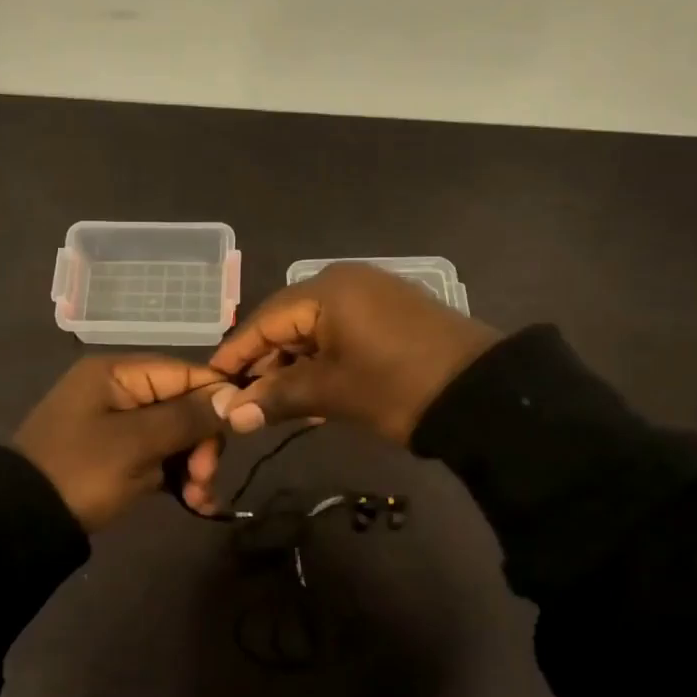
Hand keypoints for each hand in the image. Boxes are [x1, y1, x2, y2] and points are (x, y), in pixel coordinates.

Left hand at [12, 355, 228, 530]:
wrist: (21, 523)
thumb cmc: (81, 471)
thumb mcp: (136, 443)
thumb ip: (186, 417)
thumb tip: (233, 396)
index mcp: (117, 373)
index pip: (185, 373)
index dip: (216, 399)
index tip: (239, 431)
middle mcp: (120, 391)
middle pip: (183, 406)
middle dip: (202, 443)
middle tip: (205, 477)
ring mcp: (118, 426)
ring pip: (176, 436)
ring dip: (194, 466)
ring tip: (199, 499)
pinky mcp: (119, 457)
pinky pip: (160, 458)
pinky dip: (178, 478)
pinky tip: (195, 503)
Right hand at [207, 263, 499, 444]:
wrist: (485, 394)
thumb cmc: (398, 387)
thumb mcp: (332, 393)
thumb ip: (277, 397)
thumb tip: (231, 415)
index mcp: (326, 290)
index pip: (264, 320)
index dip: (236, 355)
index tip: (211, 386)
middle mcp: (344, 282)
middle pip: (287, 323)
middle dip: (266, 364)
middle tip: (246, 403)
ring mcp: (370, 295)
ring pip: (314, 331)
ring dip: (294, 367)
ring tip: (278, 405)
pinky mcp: (390, 314)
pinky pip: (340, 333)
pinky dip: (323, 361)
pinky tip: (314, 393)